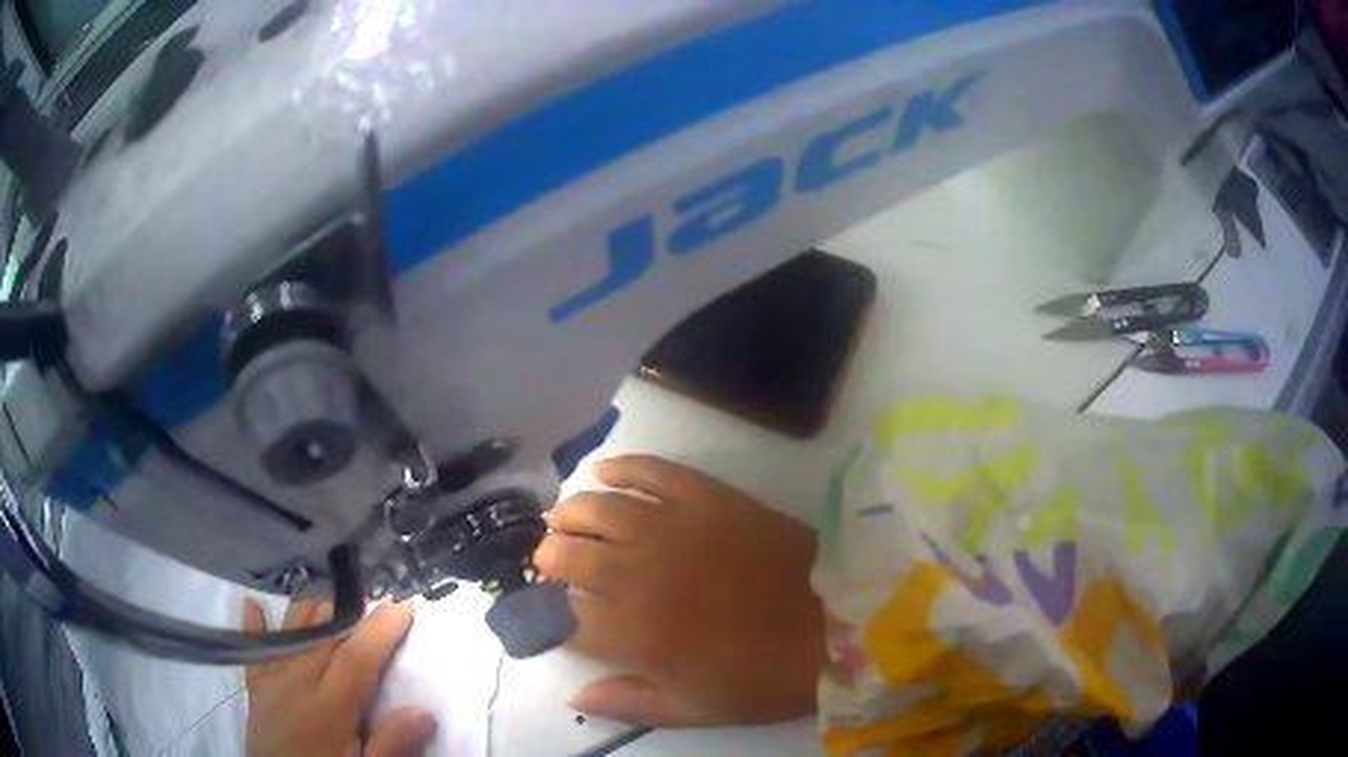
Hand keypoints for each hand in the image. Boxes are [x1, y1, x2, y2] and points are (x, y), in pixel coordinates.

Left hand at [242, 598, 436, 756]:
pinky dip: (255, 625)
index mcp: (327, 708)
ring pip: (292, 631)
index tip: (405, 602)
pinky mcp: (255, 688)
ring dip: (314, 610)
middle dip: (352, 612)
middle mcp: (295, 683)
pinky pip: (253, 649)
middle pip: (323, 635)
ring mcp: (270, 681)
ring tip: (336, 597)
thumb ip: (390, 746)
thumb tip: (422, 711)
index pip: (356, 658)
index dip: (381, 629)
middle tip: (378, 595)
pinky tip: (254, 605)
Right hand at [535, 455, 825, 726]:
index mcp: (637, 637)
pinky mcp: (708, 497)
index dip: (549, 612)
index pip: (565, 618)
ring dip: (570, 513)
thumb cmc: (763, 677)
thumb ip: (628, 703)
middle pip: (571, 558)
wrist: (836, 623)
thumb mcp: (695, 710)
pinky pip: (652, 471)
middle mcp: (643, 577)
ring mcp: (675, 529)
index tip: (550, 610)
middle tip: (550, 560)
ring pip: (599, 510)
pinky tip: (601, 470)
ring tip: (562, 519)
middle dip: (550, 558)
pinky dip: (621, 467)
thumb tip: (575, 696)